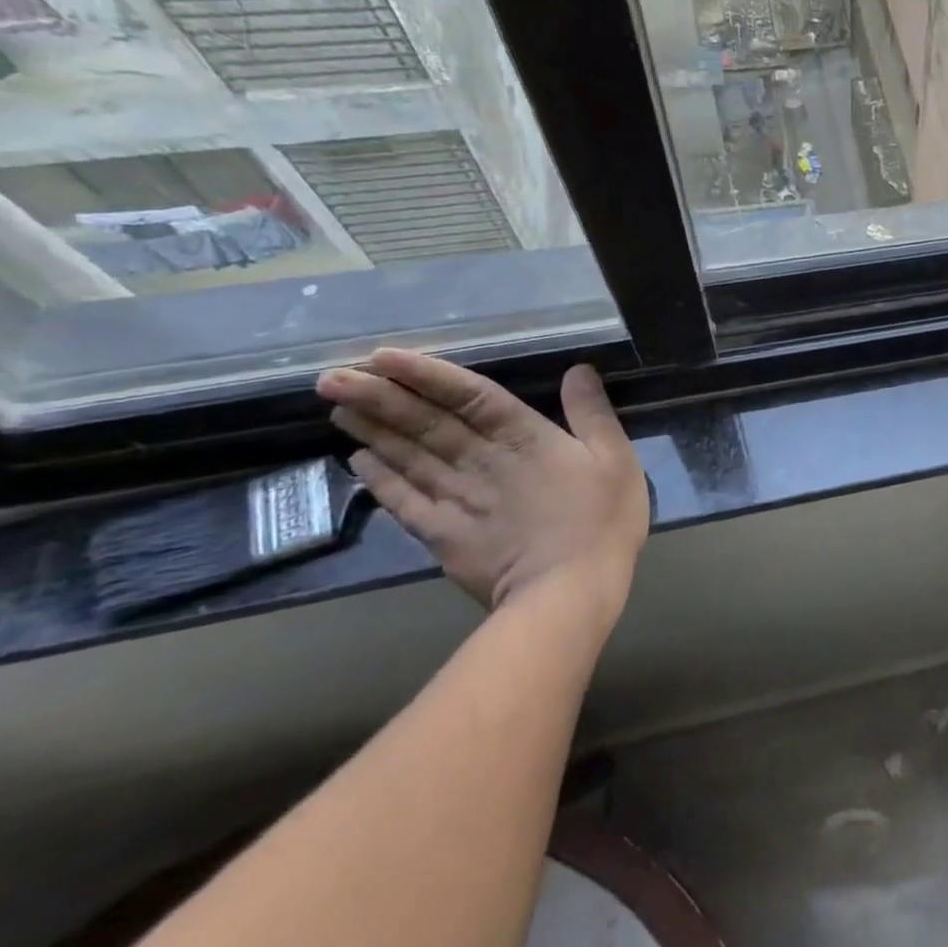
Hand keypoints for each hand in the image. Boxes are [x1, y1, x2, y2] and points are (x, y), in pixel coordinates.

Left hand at [317, 350, 649, 632]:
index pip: (470, 396)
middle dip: (379, 397)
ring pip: (407, 457)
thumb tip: (578, 370)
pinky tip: (358, 462)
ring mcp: (457, 500)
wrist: (568, 590)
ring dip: (372, 431)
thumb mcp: (615, 459)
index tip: (384, 356)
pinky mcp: (443, 536)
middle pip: (426, 424)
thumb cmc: (601, 520)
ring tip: (338, 406)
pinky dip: (379, 480)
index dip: (427, 375)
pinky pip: (403, 501)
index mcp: (525, 438)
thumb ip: (593, 413)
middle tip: (332, 376)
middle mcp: (482, 461)